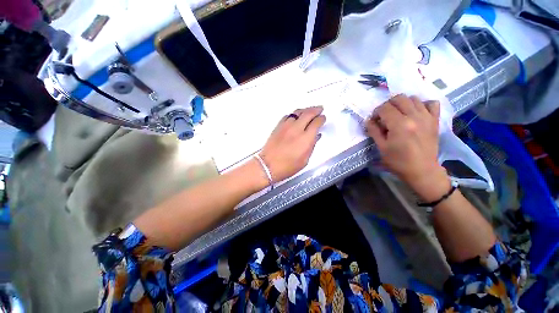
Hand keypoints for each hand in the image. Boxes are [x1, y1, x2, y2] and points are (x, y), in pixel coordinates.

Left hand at [260, 107, 325, 181]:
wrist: (268, 166)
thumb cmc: (287, 167)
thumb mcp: (304, 160)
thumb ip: (311, 146)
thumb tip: (315, 137)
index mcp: (305, 139)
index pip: (316, 123)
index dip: (321, 119)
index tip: (323, 118)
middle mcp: (296, 129)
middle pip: (308, 113)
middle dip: (316, 110)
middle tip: (320, 109)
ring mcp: (286, 127)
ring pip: (297, 112)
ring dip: (305, 110)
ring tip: (309, 110)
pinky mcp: (278, 127)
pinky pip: (287, 116)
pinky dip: (294, 114)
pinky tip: (296, 116)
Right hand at [366, 95, 449, 201]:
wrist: (422, 170)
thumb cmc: (398, 161)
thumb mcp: (381, 147)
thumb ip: (374, 131)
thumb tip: (369, 120)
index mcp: (399, 124)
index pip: (384, 108)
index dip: (376, 112)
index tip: (374, 121)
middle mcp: (414, 116)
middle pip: (398, 98)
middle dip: (387, 105)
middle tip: (384, 116)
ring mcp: (427, 117)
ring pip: (413, 98)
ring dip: (402, 103)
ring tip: (398, 114)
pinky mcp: (434, 120)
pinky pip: (431, 103)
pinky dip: (422, 104)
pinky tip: (416, 112)